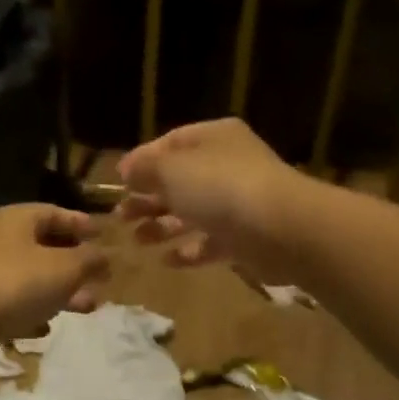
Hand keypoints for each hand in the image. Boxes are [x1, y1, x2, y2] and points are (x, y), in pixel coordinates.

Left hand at [0, 204, 110, 354]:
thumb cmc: (15, 283)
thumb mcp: (65, 268)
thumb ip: (90, 260)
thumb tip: (106, 256)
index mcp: (18, 220)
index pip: (55, 213)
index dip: (81, 223)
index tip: (103, 236)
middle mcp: (1, 241)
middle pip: (45, 247)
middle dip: (76, 264)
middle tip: (101, 278)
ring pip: (34, 279)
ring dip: (61, 292)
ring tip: (87, 307)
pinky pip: (15, 305)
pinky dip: (34, 312)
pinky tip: (46, 327)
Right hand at [116, 119, 312, 279]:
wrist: (280, 228)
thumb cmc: (220, 188)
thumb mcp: (172, 170)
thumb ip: (145, 169)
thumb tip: (127, 170)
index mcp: (213, 138)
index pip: (171, 143)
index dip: (142, 161)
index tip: (118, 182)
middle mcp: (227, 166)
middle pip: (180, 181)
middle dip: (149, 198)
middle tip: (121, 217)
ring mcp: (238, 204)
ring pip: (193, 213)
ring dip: (163, 226)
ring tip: (138, 240)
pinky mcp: (245, 239)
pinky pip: (211, 243)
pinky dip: (189, 251)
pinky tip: (167, 261)